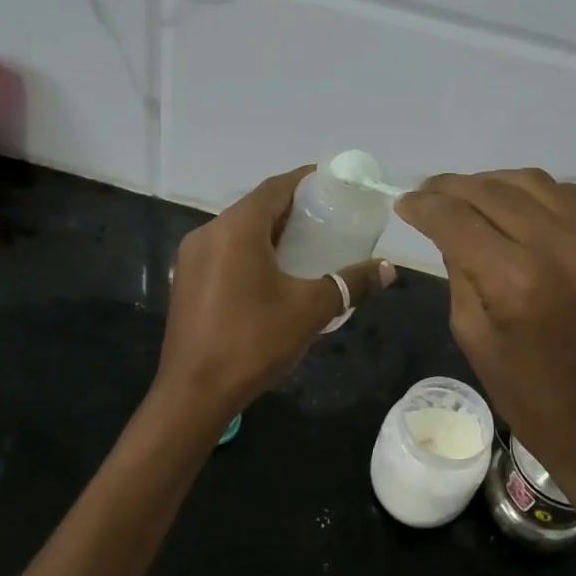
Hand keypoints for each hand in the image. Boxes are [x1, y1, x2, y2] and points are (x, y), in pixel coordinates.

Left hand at [155, 165, 394, 426]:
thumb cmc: (253, 342)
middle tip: (326, 217)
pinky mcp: (186, 281)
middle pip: (255, 207)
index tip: (332, 183)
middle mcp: (209, 232)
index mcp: (236, 228)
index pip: (275, 188)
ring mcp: (192, 257)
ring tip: (304, 244)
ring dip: (269, 231)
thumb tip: (389, 268)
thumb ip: (351, 283)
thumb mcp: (310, 310)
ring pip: (237, 230)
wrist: (194, 394)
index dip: (304, 180)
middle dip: (290, 208)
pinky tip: (271, 273)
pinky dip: (249, 251)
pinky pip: (223, 251)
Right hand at [395, 169, 575, 520]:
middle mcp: (559, 250)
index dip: (423, 206)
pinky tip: (515, 207)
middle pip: (492, 191)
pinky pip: (568, 198)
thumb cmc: (532, 401)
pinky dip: (532, 193)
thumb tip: (450, 233)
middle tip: (426, 194)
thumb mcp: (474, 338)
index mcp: (516, 282)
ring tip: (467, 196)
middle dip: (450, 187)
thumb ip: (460, 275)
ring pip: (533, 182)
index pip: (457, 220)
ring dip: (491, 182)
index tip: (403, 203)